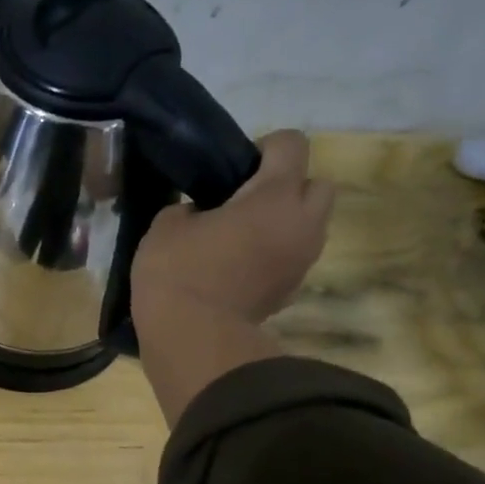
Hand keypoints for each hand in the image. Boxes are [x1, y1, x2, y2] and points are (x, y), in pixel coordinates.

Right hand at [130, 130, 334, 421]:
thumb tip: (199, 215)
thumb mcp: (166, 227)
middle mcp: (302, 224)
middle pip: (318, 185)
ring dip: (284, 223)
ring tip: (242, 236)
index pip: (292, 145)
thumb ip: (189, 209)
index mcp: (275, 197)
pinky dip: (275, 255)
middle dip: (290, 186)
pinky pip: (293, 258)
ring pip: (310, 225)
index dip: (264, 147)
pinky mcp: (292, 292)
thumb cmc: (177, 273)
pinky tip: (240, 268)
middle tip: (246, 201)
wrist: (193, 339)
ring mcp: (302, 261)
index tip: (234, 168)